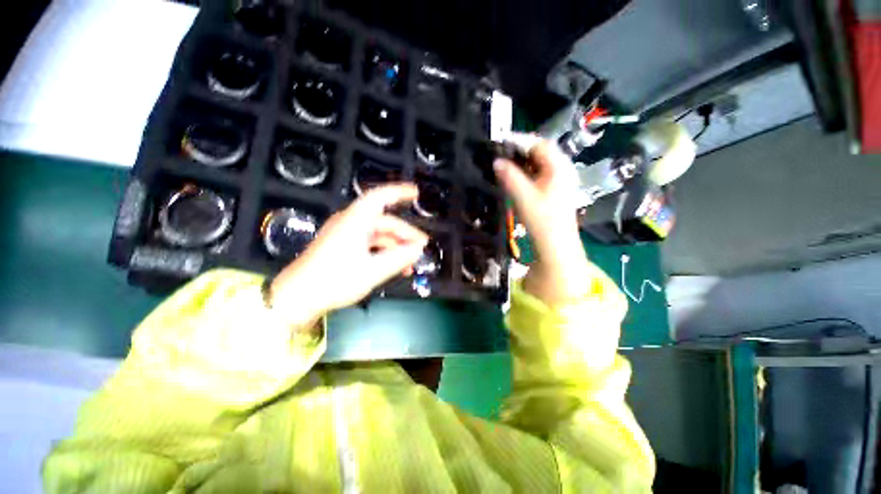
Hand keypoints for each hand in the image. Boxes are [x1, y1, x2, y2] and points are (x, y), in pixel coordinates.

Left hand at [268, 184, 428, 325]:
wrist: (297, 298)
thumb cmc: (334, 281)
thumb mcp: (372, 270)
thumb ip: (399, 258)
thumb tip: (418, 249)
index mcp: (355, 221)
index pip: (380, 197)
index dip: (399, 192)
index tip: (416, 193)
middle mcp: (350, 223)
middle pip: (385, 221)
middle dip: (405, 234)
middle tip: (421, 248)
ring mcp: (346, 235)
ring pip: (379, 235)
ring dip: (396, 247)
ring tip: (410, 263)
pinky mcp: (343, 247)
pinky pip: (370, 244)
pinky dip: (384, 252)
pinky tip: (394, 266)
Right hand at [494, 135, 592, 304]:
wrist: (556, 245)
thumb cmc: (542, 220)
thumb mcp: (523, 196)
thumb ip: (510, 177)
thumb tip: (496, 161)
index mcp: (559, 167)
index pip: (539, 144)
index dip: (519, 140)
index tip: (500, 142)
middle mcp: (563, 170)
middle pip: (540, 152)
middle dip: (519, 152)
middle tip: (499, 154)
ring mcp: (560, 181)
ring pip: (539, 164)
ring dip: (521, 163)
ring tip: (503, 165)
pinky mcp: (554, 192)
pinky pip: (539, 175)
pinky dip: (526, 174)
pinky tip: (514, 179)